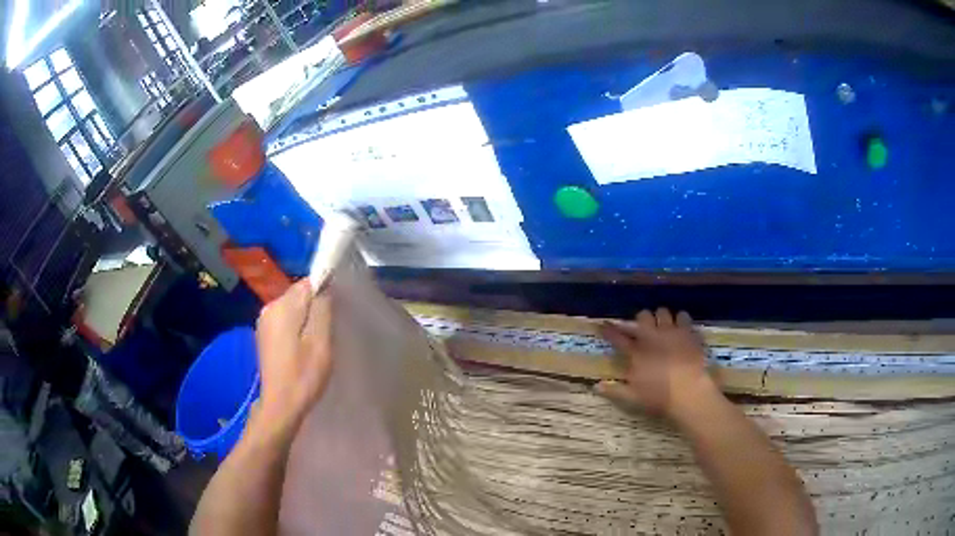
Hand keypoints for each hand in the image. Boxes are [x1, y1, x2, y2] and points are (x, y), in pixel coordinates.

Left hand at [254, 279, 333, 435]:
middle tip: (329, 329)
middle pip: (299, 294)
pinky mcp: (264, 334)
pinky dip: (297, 326)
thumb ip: (323, 309)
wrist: (281, 405)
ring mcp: (264, 321)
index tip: (337, 310)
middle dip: (315, 305)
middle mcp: (269, 307)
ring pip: (293, 307)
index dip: (325, 291)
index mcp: (282, 306)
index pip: (308, 283)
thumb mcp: (320, 342)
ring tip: (318, 339)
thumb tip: (325, 285)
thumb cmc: (304, 375)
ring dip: (307, 317)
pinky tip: (303, 346)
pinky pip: (285, 319)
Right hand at [596, 308, 715, 419]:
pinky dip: (680, 319)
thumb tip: (596, 386)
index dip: (609, 330)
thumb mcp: (633, 398)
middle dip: (641, 320)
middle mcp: (652, 337)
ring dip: (661, 317)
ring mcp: (671, 332)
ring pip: (662, 311)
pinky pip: (683, 316)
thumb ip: (614, 390)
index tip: (603, 324)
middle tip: (643, 328)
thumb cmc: (659, 397)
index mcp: (636, 352)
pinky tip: (681, 326)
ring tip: (663, 325)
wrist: (689, 391)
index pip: (618, 337)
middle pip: (642, 316)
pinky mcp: (688, 332)